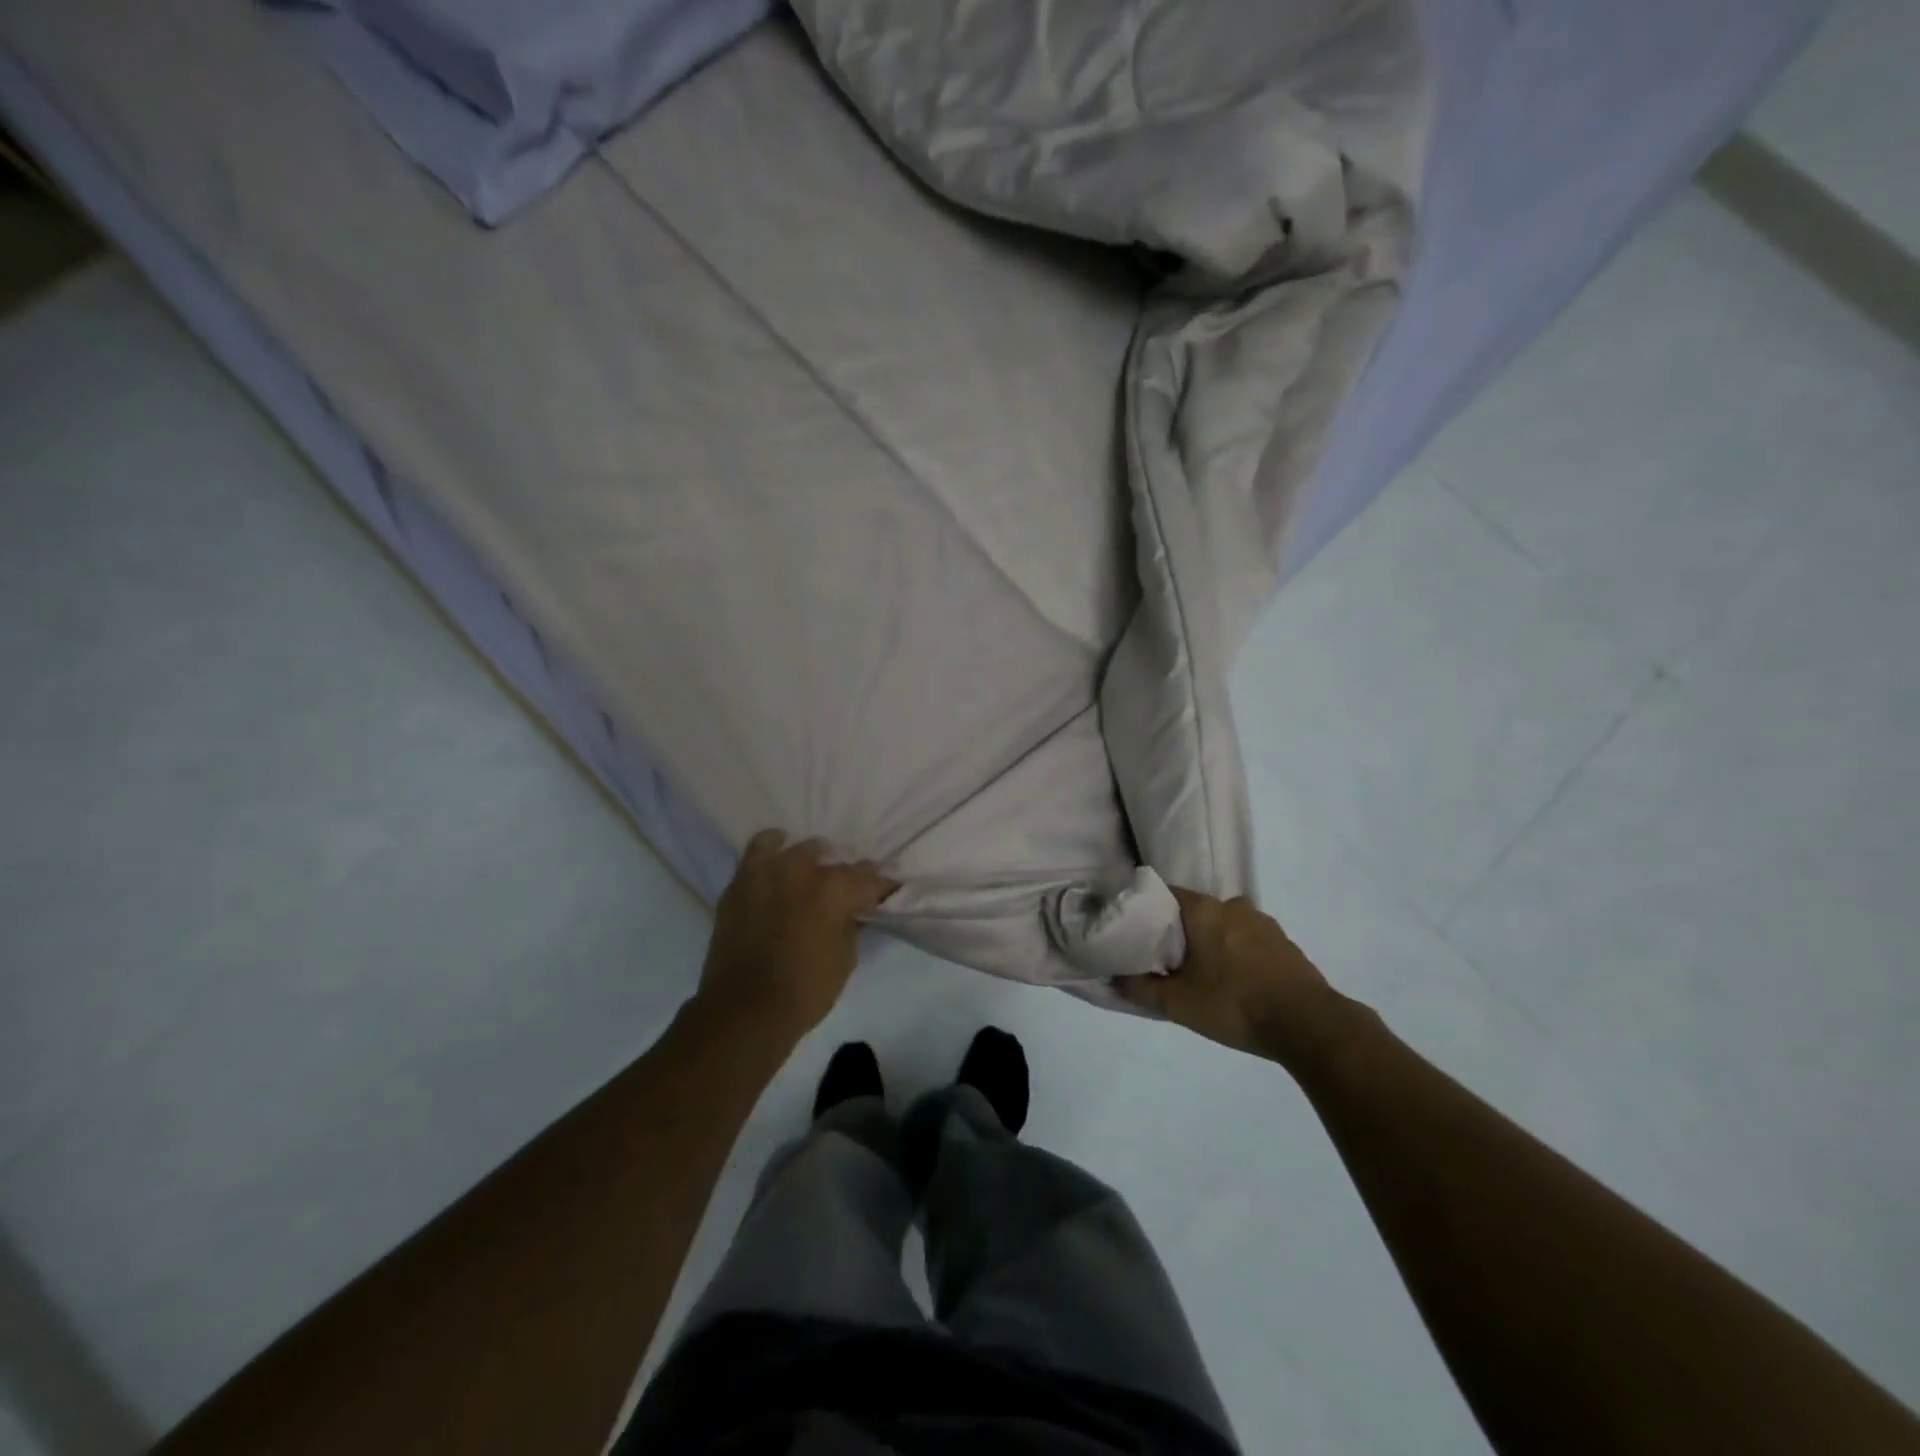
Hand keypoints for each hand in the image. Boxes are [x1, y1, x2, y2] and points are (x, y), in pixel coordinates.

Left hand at [698, 830, 894, 1042]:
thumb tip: (852, 912)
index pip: (870, 879)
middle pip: (834, 861)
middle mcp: (803, 870)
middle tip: (847, 889)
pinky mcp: (740, 882)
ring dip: (808, 857)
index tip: (886, 892)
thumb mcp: (845, 961)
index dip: (882, 887)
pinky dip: (771, 851)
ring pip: (794, 847)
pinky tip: (778, 858)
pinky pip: (758, 852)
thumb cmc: (805, 991)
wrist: (744, 1010)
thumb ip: (851, 926)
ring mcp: (768, 872)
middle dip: (846, 873)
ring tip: (811, 869)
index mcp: (835, 890)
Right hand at [1115, 887, 1344, 1067]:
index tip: (1136, 931)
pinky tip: (1235, 983)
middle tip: (1167, 960)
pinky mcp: (1285, 945)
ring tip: (1202, 975)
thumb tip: (1113, 979)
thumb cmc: (1234, 1004)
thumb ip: (1140, 989)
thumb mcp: (1178, 1003)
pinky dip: (1237, 955)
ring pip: (1224, 926)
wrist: (1309, 1025)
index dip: (1147, 910)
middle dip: (1181, 932)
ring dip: (1212, 944)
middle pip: (1195, 911)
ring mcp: (1264, 923)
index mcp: (1204, 909)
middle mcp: (1234, 905)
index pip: (1165, 894)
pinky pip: (1249, 941)